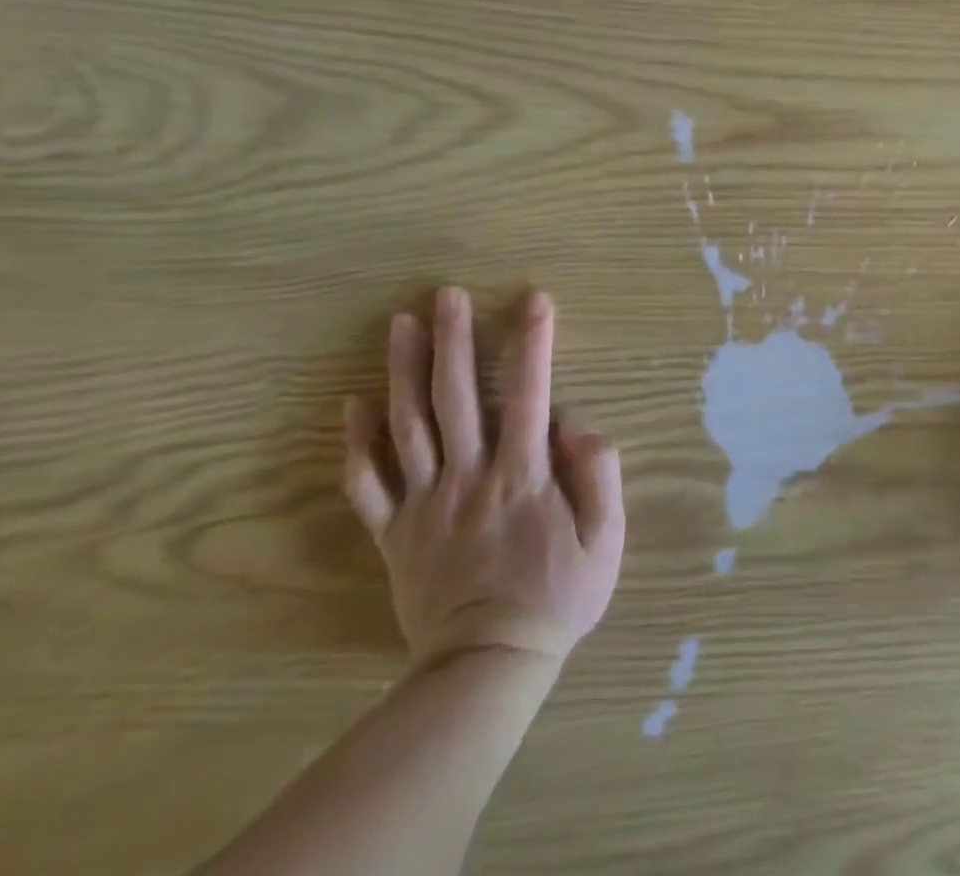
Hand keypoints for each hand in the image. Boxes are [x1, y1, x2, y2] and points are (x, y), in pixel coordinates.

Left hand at [343, 287, 625, 669]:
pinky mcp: (394, 533)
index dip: (533, 343)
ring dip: (404, 371)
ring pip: (408, 427)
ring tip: (400, 324)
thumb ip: (597, 474)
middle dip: (454, 340)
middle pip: (456, 397)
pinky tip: (353, 403)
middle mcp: (468, 477)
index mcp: (521, 475)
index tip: (534, 299)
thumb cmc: (557, 597)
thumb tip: (575, 422)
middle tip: (445, 293)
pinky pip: (368, 483)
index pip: (529, 394)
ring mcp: (425, 503)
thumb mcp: (606, 540)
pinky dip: (356, 442)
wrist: (487, 667)